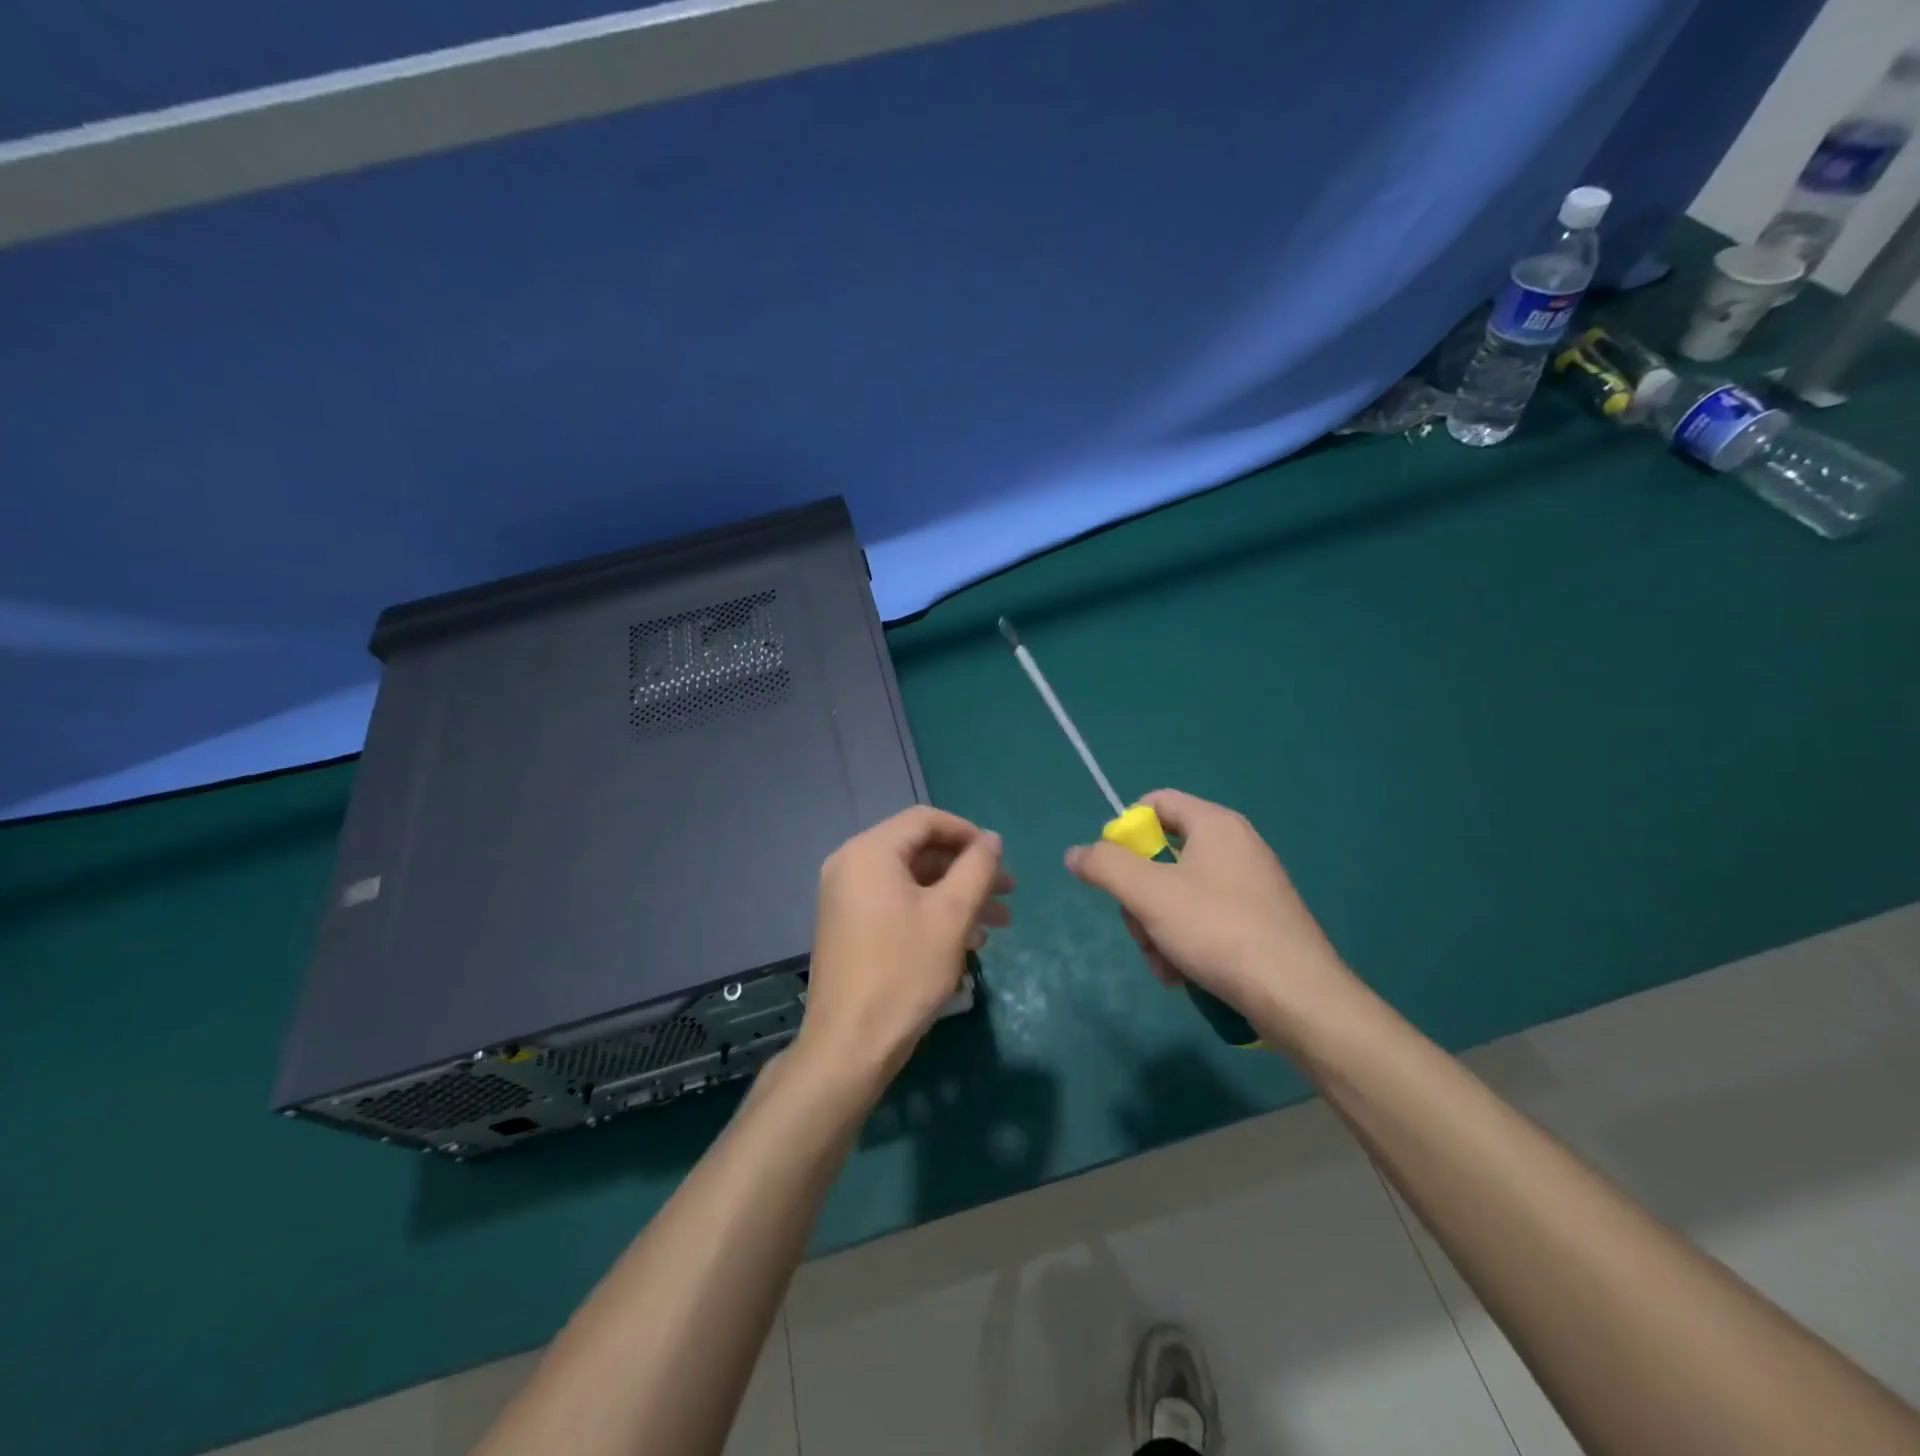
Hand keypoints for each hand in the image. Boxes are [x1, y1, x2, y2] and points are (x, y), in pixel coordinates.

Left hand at [797, 806, 1011, 1092]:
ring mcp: (846, 897)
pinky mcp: (849, 926)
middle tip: (1008, 894)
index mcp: (869, 852)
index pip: (925, 820)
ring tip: (996, 925)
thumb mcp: (951, 915)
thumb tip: (992, 839)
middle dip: (967, 870)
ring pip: (912, 881)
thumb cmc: (904, 972)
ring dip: (956, 896)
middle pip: (919, 850)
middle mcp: (850, 865)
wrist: (849, 1046)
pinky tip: (966, 941)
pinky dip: (931, 913)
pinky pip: (896, 903)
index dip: (968, 833)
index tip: (1000, 858)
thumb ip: (977, 868)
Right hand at [1064, 789, 1356, 1044]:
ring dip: (1157, 927)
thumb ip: (1106, 866)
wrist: (1298, 997)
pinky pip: (1205, 917)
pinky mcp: (1260, 920)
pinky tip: (1182, 974)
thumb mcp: (1149, 895)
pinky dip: (1185, 942)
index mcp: (1215, 824)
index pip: (1154, 803)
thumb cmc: (1219, 931)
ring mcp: (1251, 884)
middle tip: (1139, 929)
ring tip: (1163, 965)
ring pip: (1179, 893)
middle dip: (1139, 896)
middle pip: (1163, 854)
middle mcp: (1236, 845)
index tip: (1112, 870)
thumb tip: (1075, 853)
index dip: (1124, 831)